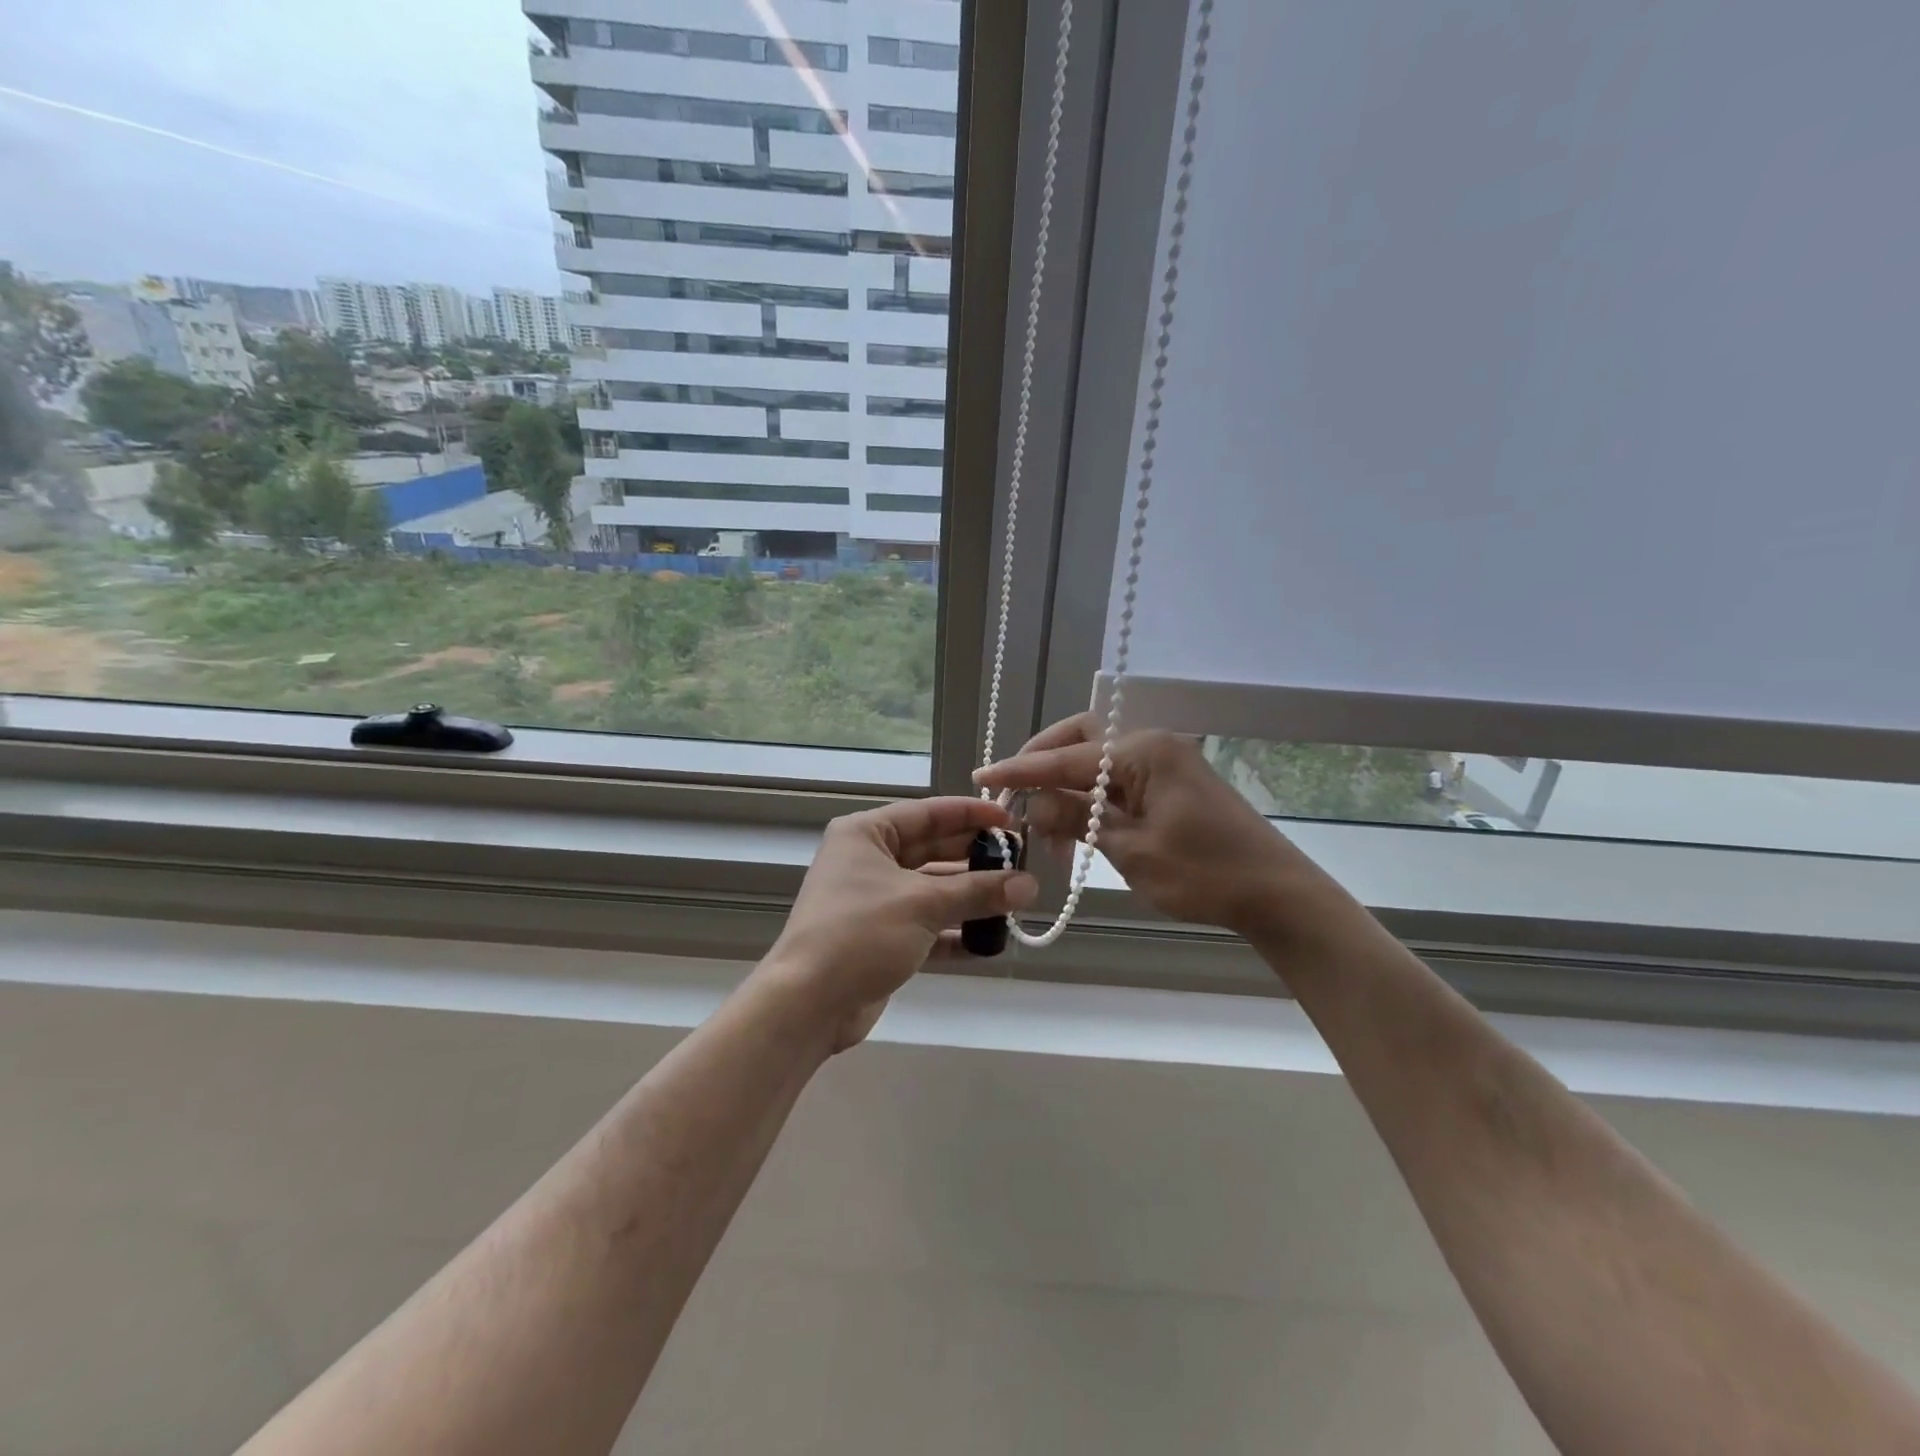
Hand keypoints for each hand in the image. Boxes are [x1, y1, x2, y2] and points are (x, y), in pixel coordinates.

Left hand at [763, 797, 1038, 1052]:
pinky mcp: (882, 938)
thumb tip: (1030, 884)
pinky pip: (927, 925)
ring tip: (1017, 900)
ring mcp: (875, 901)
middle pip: (933, 850)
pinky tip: (991, 939)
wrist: (808, 1004)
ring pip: (933, 890)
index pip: (928, 813)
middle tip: (1022, 862)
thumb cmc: (860, 933)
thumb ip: (978, 891)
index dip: (971, 814)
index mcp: (867, 834)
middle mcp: (868, 861)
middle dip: (976, 858)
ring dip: (971, 897)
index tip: (1012, 818)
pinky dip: (955, 931)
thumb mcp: (923, 904)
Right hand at [974, 715, 1331, 934]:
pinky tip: (1080, 832)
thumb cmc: (1204, 873)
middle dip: (1044, 762)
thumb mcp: (1131, 850)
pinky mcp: (1171, 784)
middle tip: (1015, 793)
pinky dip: (1092, 800)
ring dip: (1068, 788)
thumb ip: (1077, 820)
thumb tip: (1033, 805)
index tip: (982, 777)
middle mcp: (1151, 745)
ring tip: (1049, 833)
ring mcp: (1164, 762)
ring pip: (1098, 762)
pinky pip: (1119, 781)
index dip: (1021, 770)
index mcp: (1143, 752)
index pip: (1066, 758)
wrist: (1275, 892)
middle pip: (1082, 739)